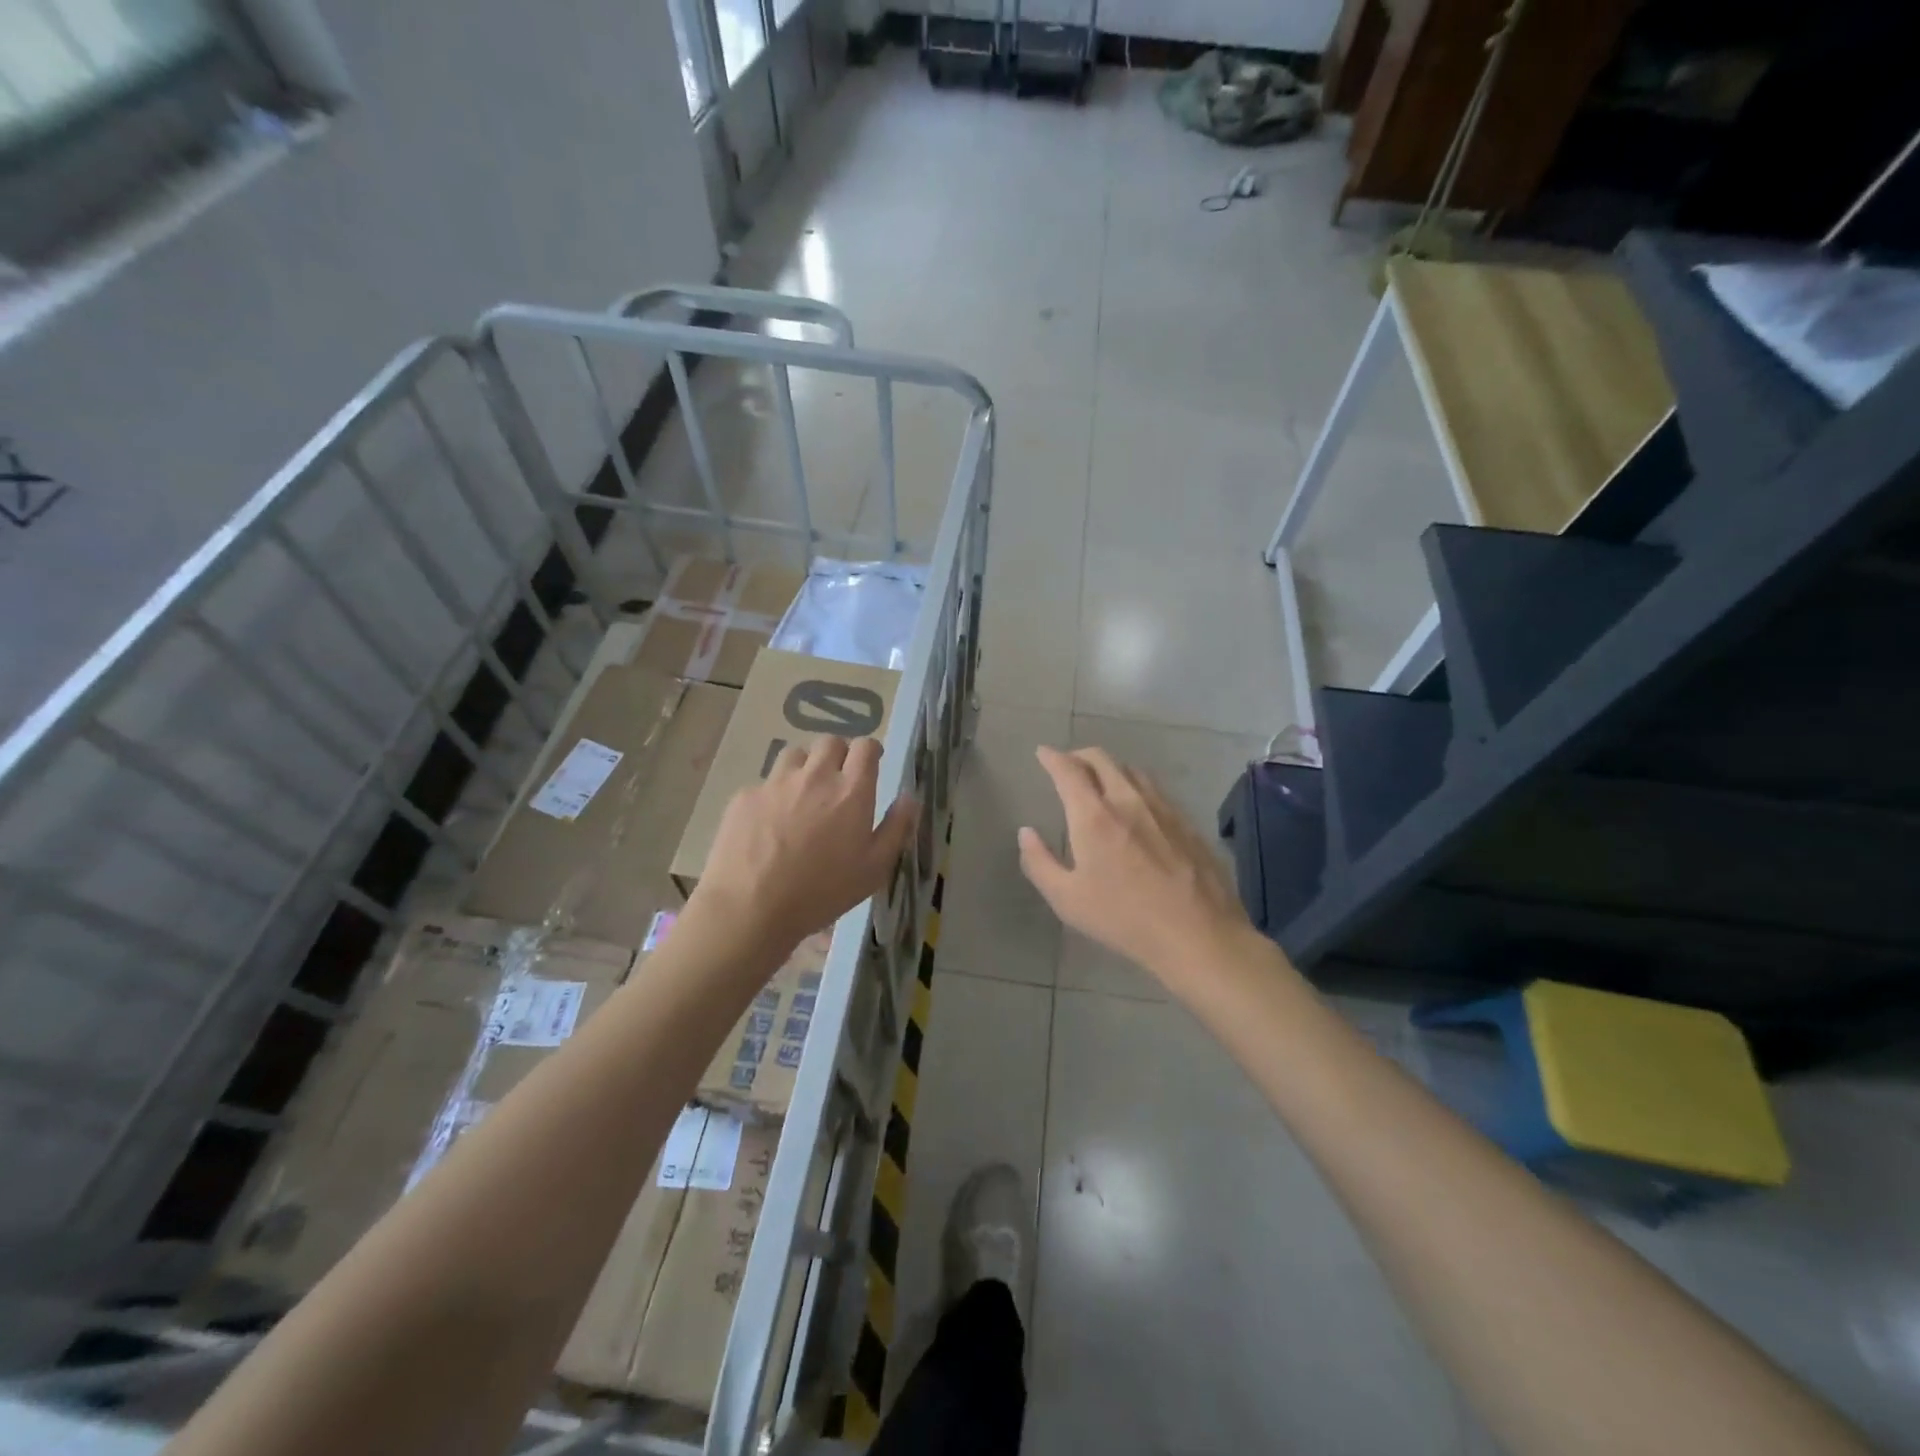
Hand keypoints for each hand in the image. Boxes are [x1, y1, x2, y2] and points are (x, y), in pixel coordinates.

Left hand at [691, 735, 916, 957]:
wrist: (750, 908)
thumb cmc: (822, 892)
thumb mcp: (874, 869)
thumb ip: (896, 828)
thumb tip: (910, 797)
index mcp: (851, 791)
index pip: (866, 747)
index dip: (870, 752)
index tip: (870, 765)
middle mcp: (815, 776)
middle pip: (830, 742)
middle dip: (838, 755)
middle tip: (838, 782)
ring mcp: (776, 783)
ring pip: (795, 755)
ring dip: (805, 767)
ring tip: (802, 796)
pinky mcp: (745, 796)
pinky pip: (765, 783)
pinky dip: (773, 795)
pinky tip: (769, 823)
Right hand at [1019, 746, 1254, 987]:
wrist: (1198, 934)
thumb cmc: (1124, 919)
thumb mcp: (1067, 900)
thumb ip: (1039, 863)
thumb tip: (1026, 833)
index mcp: (1094, 816)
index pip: (1068, 770)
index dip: (1052, 757)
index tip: (1043, 753)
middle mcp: (1127, 800)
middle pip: (1101, 759)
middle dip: (1079, 755)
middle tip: (1068, 765)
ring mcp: (1162, 807)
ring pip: (1131, 770)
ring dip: (1109, 768)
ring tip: (1101, 781)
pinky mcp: (1186, 821)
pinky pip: (1155, 789)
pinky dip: (1135, 785)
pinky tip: (1137, 805)